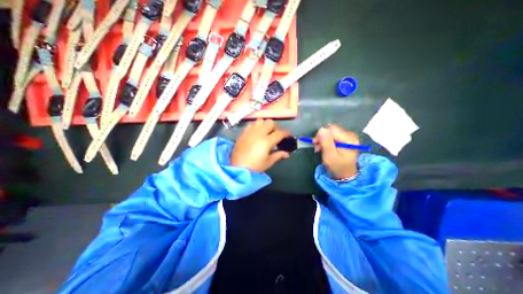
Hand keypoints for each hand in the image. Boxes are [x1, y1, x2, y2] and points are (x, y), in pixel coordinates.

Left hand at [232, 119, 292, 172]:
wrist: (237, 168)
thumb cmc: (254, 167)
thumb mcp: (268, 162)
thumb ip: (278, 155)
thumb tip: (286, 153)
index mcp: (266, 142)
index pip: (279, 133)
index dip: (286, 133)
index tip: (288, 135)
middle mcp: (258, 133)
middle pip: (270, 122)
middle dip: (275, 127)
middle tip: (275, 135)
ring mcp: (249, 132)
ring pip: (260, 121)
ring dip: (265, 125)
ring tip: (265, 133)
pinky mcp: (243, 133)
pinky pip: (251, 125)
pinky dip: (256, 127)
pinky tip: (256, 134)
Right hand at [309, 124, 359, 178]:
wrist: (345, 175)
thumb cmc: (337, 167)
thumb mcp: (329, 156)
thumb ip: (326, 142)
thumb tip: (321, 129)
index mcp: (349, 139)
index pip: (332, 129)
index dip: (321, 134)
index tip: (315, 143)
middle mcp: (350, 135)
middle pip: (332, 130)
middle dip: (322, 137)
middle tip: (317, 147)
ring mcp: (348, 137)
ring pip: (331, 133)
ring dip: (323, 140)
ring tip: (319, 148)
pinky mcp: (345, 139)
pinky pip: (333, 136)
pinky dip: (327, 141)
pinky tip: (324, 147)